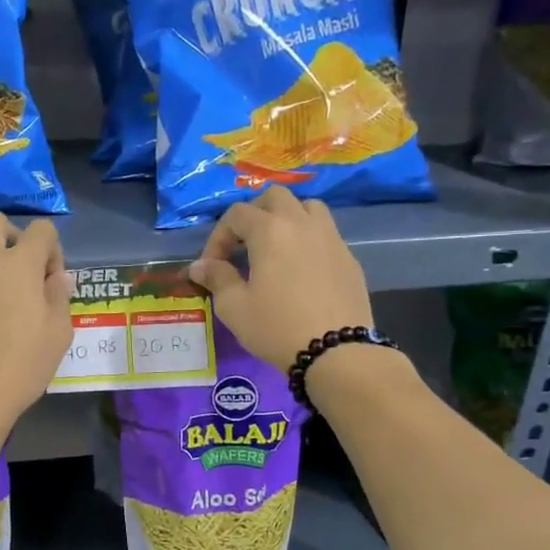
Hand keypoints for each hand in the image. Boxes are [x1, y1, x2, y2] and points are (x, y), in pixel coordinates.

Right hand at [188, 188, 373, 372]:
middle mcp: (302, 223)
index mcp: (270, 231)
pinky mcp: (349, 258)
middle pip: (275, 197)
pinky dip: (308, 240)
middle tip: (243, 244)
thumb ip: (216, 279)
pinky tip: (301, 271)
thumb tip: (199, 266)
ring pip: (307, 208)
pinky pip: (325, 234)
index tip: (212, 266)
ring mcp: (331, 238)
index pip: (236, 214)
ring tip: (276, 248)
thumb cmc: (276, 327)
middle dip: (254, 214)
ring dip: (287, 218)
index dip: (218, 236)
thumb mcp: (234, 308)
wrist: (336, 352)